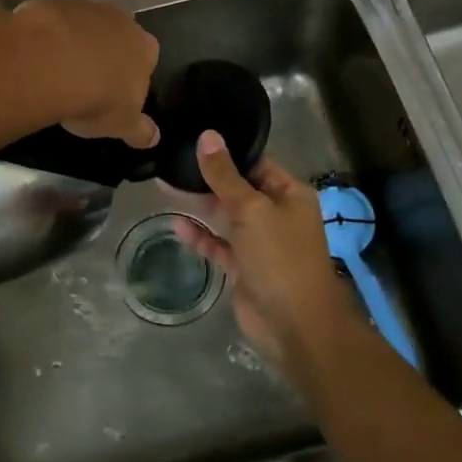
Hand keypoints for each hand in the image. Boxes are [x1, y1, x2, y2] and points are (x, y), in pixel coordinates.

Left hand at [10, 0, 159, 148]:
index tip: (115, 93)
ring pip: (86, 26)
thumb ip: (140, 130)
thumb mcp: (122, 124)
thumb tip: (154, 138)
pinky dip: (50, 36)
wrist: (51, 63)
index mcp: (145, 48)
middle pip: (118, 37)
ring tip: (58, 71)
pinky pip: (55, 22)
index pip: (147, 59)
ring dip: (77, 43)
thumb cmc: (97, 97)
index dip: (131, 76)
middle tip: (87, 80)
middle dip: (106, 54)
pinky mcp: (55, 4)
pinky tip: (38, 57)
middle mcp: (122, 20)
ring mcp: (87, 8)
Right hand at [174, 131, 364, 378]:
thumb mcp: (251, 209)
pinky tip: (177, 225)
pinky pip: (219, 244)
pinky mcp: (244, 267)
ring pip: (226, 216)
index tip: (194, 137)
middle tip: (171, 161)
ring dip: (200, 205)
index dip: (227, 151)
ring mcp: (260, 242)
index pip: (255, 163)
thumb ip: (225, 175)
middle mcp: (276, 214)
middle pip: (238, 188)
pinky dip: (201, 236)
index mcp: (289, 194)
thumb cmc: (280, 257)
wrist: (295, 325)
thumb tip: (207, 136)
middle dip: (207, 177)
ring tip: (166, 186)